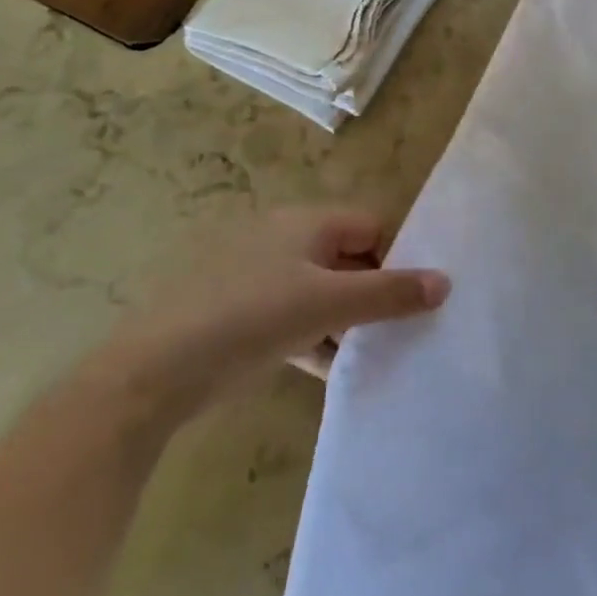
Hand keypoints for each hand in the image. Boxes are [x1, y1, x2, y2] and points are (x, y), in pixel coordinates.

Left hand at [93, 208, 448, 422]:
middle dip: (372, 293)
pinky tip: (325, 369)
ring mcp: (255, 276)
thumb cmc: (251, 318)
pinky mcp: (236, 312)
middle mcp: (282, 238)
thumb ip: (390, 293)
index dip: (397, 258)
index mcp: (305, 222)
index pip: (371, 226)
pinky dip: (312, 336)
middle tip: (395, 331)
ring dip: (344, 320)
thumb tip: (445, 283)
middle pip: (347, 258)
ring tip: (367, 354)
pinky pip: (291, 315)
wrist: (151, 373)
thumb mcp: (329, 304)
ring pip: (319, 290)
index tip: (412, 300)